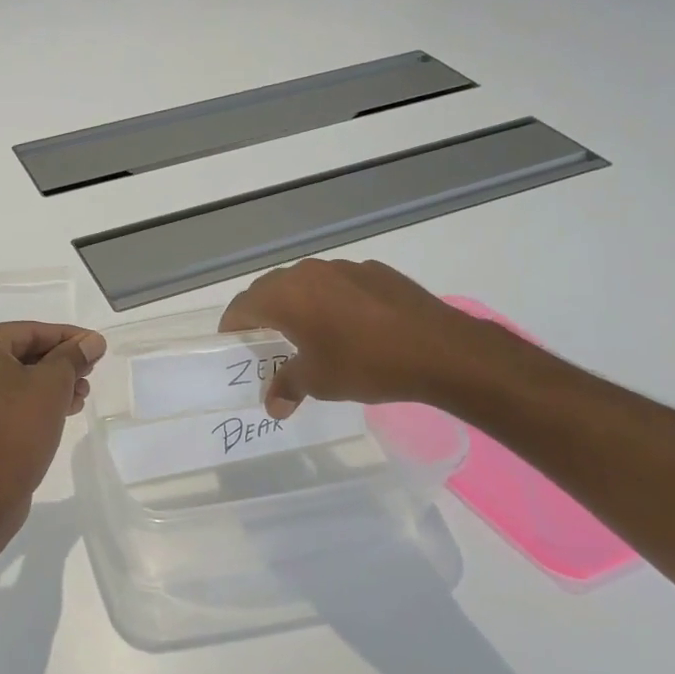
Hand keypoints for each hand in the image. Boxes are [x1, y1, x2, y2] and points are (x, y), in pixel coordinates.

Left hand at [0, 322, 107, 520]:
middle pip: (18, 352)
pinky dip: (27, 398)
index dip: (67, 337)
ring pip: (10, 376)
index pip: (28, 331)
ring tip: (80, 395)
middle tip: (89, 373)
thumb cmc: (18, 428)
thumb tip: (92, 341)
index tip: (95, 345)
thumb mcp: (53, 385)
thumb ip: (73, 356)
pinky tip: (60, 409)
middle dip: (58, 363)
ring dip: (47, 383)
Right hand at [219, 258, 503, 416]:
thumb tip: (272, 405)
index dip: (232, 327)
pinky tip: (351, 327)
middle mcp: (309, 273)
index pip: (242, 306)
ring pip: (306, 284)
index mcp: (286, 296)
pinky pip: (339, 284)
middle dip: (262, 314)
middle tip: (266, 343)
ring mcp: (344, 268)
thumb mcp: (319, 382)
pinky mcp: (375, 271)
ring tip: (308, 334)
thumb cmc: (366, 364)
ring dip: (298, 305)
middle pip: (270, 289)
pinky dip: (332, 301)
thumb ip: (288, 386)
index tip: (233, 346)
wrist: (441, 350)